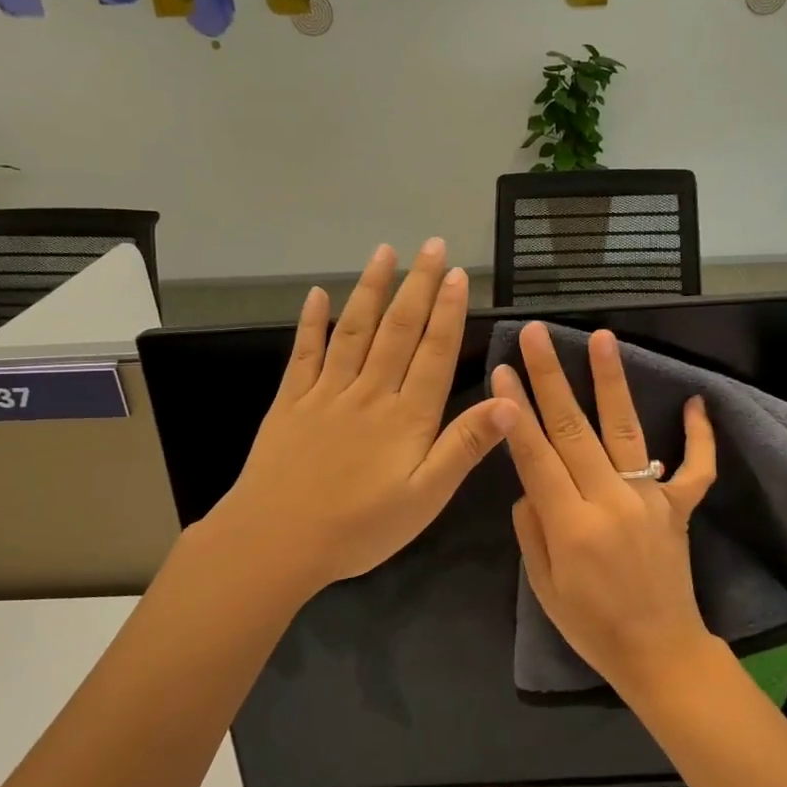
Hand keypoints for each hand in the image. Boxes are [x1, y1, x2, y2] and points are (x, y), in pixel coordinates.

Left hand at [214, 239, 517, 591]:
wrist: (276, 540)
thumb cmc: (359, 527)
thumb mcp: (426, 497)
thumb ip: (465, 446)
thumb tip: (511, 402)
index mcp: (406, 416)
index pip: (433, 352)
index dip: (447, 311)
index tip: (457, 273)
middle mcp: (369, 392)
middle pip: (397, 330)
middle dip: (417, 285)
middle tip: (431, 245)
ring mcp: (326, 393)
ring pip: (354, 330)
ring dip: (371, 289)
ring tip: (385, 252)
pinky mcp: (290, 402)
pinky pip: (304, 353)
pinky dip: (311, 322)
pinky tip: (317, 294)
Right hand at [491, 323, 717, 698]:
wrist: (659, 652)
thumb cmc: (592, 626)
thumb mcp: (544, 587)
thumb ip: (532, 529)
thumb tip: (531, 484)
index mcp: (571, 525)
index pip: (536, 455)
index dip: (516, 411)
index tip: (502, 370)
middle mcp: (610, 501)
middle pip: (574, 429)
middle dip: (550, 377)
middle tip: (536, 334)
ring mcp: (650, 499)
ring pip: (625, 431)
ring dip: (611, 381)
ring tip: (601, 337)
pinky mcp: (680, 507)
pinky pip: (695, 468)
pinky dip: (700, 437)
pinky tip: (697, 402)